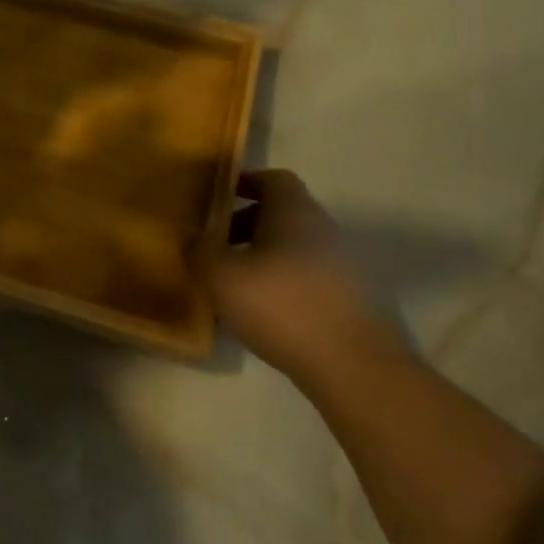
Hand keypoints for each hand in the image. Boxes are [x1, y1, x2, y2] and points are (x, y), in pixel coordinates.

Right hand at [213, 169, 412, 387]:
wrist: (351, 364)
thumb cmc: (281, 305)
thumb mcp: (222, 276)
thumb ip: (200, 251)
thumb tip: (192, 238)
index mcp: (295, 212)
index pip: (273, 178)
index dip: (244, 182)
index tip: (215, 197)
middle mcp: (322, 229)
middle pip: (280, 214)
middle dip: (244, 224)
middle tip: (213, 244)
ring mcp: (339, 265)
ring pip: (290, 247)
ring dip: (259, 256)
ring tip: (228, 282)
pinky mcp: (346, 298)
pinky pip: (302, 276)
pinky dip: (277, 283)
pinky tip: (256, 310)